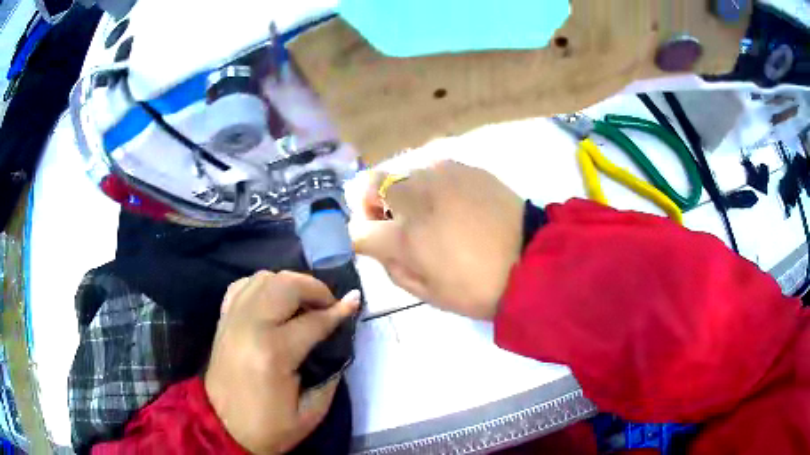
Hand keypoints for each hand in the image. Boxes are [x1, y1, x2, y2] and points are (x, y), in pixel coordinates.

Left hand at [205, 271, 359, 453]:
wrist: (221, 427)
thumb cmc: (268, 427)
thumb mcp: (310, 413)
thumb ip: (330, 376)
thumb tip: (339, 343)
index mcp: (273, 353)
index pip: (313, 321)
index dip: (338, 311)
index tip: (355, 302)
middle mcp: (250, 326)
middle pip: (285, 285)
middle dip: (314, 288)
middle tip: (329, 303)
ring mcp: (233, 319)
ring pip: (264, 278)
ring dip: (289, 284)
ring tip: (304, 302)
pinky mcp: (223, 320)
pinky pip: (243, 286)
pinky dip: (263, 286)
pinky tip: (274, 301)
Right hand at [352, 161, 523, 319]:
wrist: (533, 259)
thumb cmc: (479, 288)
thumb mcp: (428, 293)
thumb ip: (392, 267)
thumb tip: (380, 245)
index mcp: (405, 237)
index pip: (357, 229)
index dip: (358, 238)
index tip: (371, 244)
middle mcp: (416, 197)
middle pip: (370, 184)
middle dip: (372, 204)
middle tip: (396, 223)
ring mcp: (441, 175)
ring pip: (402, 174)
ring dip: (403, 193)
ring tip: (431, 213)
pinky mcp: (464, 166)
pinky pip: (431, 169)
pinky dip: (430, 185)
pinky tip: (453, 202)